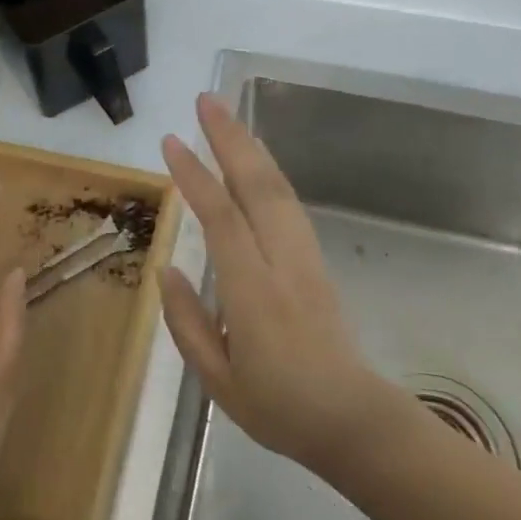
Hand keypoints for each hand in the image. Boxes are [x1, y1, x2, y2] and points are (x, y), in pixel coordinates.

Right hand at [160, 94, 393, 474]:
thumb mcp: (217, 381)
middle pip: (257, 185)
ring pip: (278, 187)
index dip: (195, 177)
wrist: (353, 419)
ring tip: (225, 115)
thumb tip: (166, 270)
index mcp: (253, 292)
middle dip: (231, 137)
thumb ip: (187, 322)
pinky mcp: (315, 257)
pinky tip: (253, 158)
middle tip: (206, 100)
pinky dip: (268, 170)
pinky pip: (288, 202)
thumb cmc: (278, 407)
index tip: (170, 142)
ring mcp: (304, 255)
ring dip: (251, 145)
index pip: (221, 219)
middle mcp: (282, 261)